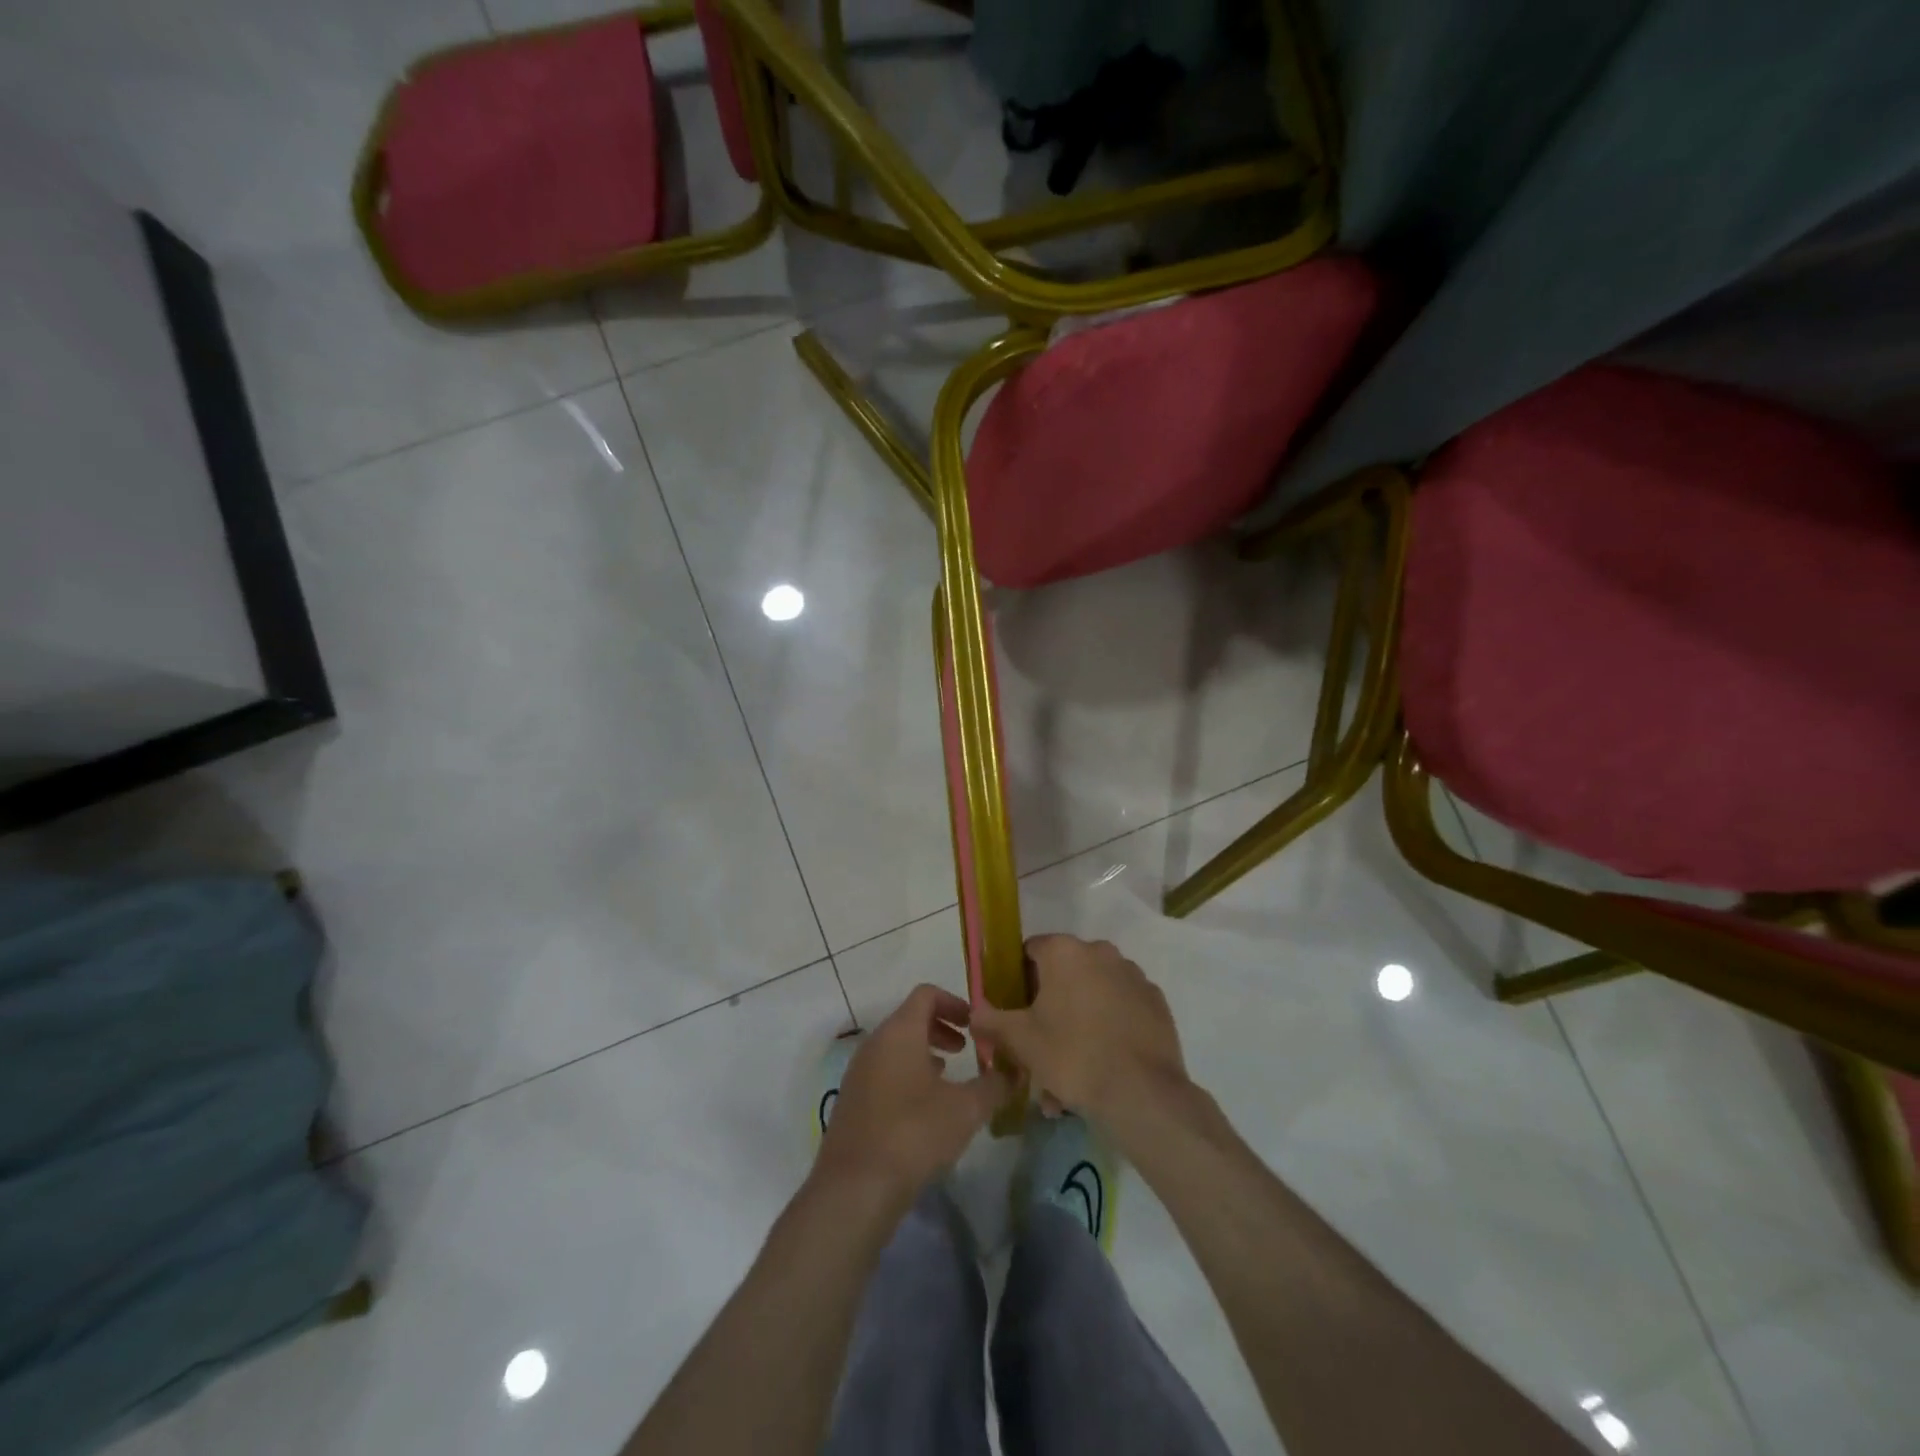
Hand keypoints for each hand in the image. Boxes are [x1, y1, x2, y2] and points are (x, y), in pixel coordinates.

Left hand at [815, 985, 1007, 1207]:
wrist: (854, 1188)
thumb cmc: (914, 1133)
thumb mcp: (966, 1109)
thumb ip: (994, 1085)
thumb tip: (1015, 1073)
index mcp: (899, 1031)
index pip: (926, 994)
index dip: (954, 1002)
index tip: (976, 1024)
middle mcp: (875, 1043)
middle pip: (910, 1018)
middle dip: (942, 1029)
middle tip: (967, 1050)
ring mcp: (859, 1072)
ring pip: (896, 1047)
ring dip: (925, 1054)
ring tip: (949, 1080)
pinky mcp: (852, 1101)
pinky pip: (884, 1072)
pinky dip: (908, 1076)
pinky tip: (924, 1109)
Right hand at [972, 935, 1188, 1131]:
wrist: (1141, 1091)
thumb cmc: (1072, 1055)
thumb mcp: (1020, 1041)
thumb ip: (991, 1020)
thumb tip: (975, 1011)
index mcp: (1065, 952)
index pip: (1031, 951)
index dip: (1018, 980)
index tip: (1016, 1011)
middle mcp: (1100, 951)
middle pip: (1064, 975)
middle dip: (1050, 1007)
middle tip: (1041, 1047)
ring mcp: (1132, 975)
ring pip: (1093, 995)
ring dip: (1078, 1022)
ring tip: (1071, 1072)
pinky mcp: (1155, 1001)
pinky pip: (1121, 1009)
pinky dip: (1109, 1028)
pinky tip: (1103, 1065)